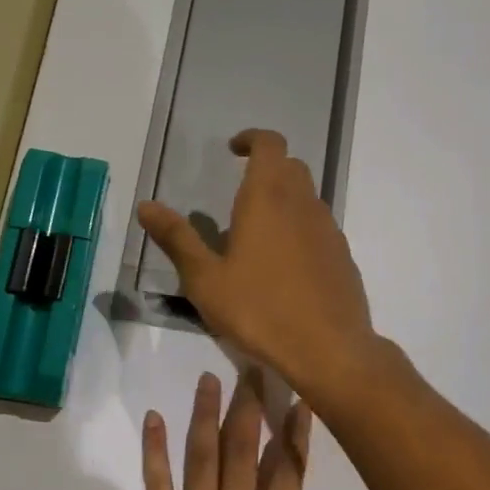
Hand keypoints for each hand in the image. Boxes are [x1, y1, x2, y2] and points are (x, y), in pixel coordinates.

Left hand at [127, 370, 370, 489]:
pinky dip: (154, 449)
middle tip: (253, 367)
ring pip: (203, 455)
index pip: (289, 471)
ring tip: (209, 377)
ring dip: (206, 413)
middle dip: (250, 406)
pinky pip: (156, 483)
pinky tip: (153, 418)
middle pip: (245, 450)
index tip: (299, 398)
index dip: (295, 432)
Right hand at [138, 129, 376, 404]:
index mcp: (267, 198)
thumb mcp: (205, 279)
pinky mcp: (343, 256)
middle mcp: (303, 204)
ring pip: (307, 197)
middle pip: (290, 167)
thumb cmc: (259, 311)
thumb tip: (146, 206)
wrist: (329, 349)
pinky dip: (300, 228)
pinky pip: (319, 227)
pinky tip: (284, 265)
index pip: (269, 144)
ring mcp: (329, 230)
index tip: (233, 150)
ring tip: (257, 233)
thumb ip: (177, 239)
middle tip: (240, 192)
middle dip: (266, 168)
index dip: (252, 139)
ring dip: (284, 199)